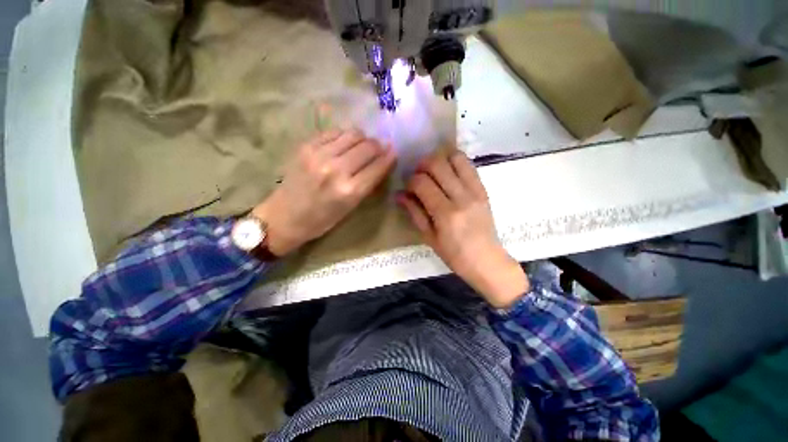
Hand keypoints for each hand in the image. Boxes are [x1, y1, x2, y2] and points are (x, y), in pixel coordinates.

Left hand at [253, 129, 395, 255]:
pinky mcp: (306, 146)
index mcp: (350, 191)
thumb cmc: (322, 219)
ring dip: (363, 139)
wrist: (284, 216)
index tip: (394, 151)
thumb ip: (368, 183)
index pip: (378, 165)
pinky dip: (344, 136)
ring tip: (361, 146)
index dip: (389, 156)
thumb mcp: (351, 208)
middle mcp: (336, 169)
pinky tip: (344, 144)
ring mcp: (319, 155)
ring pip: (353, 134)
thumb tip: (382, 161)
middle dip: (378, 146)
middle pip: (368, 146)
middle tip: (377, 150)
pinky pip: (334, 132)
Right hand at [397, 151, 528, 308]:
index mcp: (445, 214)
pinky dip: (455, 161)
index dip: (410, 181)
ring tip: (433, 170)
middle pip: (437, 164)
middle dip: (422, 165)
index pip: (422, 183)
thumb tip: (399, 194)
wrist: (486, 260)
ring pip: (455, 158)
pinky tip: (448, 170)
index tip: (408, 188)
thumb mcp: (429, 237)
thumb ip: (415, 212)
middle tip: (418, 175)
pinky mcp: (483, 189)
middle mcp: (461, 197)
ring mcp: (475, 191)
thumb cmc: (454, 255)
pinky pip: (469, 165)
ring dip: (439, 159)